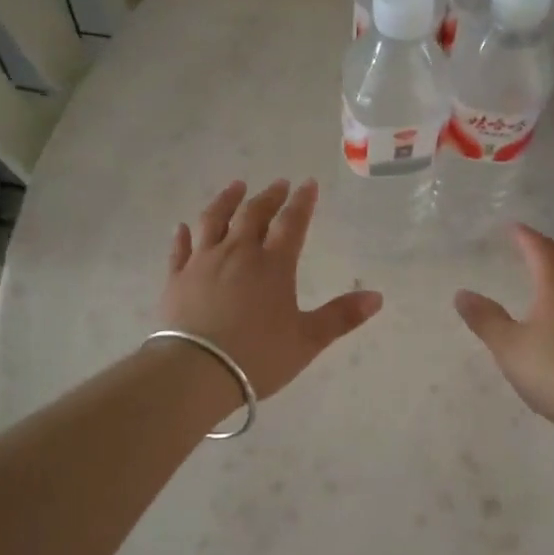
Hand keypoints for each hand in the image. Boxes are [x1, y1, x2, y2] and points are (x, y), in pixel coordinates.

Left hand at [159, 179, 382, 400]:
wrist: (197, 370)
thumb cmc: (258, 355)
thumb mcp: (308, 340)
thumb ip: (342, 316)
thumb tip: (377, 296)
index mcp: (273, 265)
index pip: (292, 223)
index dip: (302, 202)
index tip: (308, 184)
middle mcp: (238, 254)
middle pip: (254, 215)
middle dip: (269, 196)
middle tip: (278, 183)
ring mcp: (203, 263)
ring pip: (214, 220)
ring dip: (226, 200)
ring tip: (236, 187)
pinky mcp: (176, 279)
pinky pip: (180, 249)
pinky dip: (183, 235)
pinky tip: (183, 226)